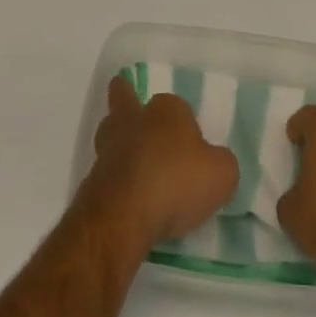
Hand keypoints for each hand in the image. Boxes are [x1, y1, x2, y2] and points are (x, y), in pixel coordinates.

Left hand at [82, 77, 237, 250]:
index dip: (184, 121)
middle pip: (125, 101)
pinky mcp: (94, 179)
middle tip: (128, 102)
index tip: (192, 144)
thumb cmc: (176, 183)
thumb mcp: (221, 174)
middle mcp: (135, 121)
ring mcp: (109, 149)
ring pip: (111, 133)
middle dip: (126, 100)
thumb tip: (214, 162)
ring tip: (128, 154)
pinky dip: (114, 177)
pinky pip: (106, 171)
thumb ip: (222, 163)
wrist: (122, 216)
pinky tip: (126, 193)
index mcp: (167, 111)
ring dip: (118, 140)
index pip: (176, 105)